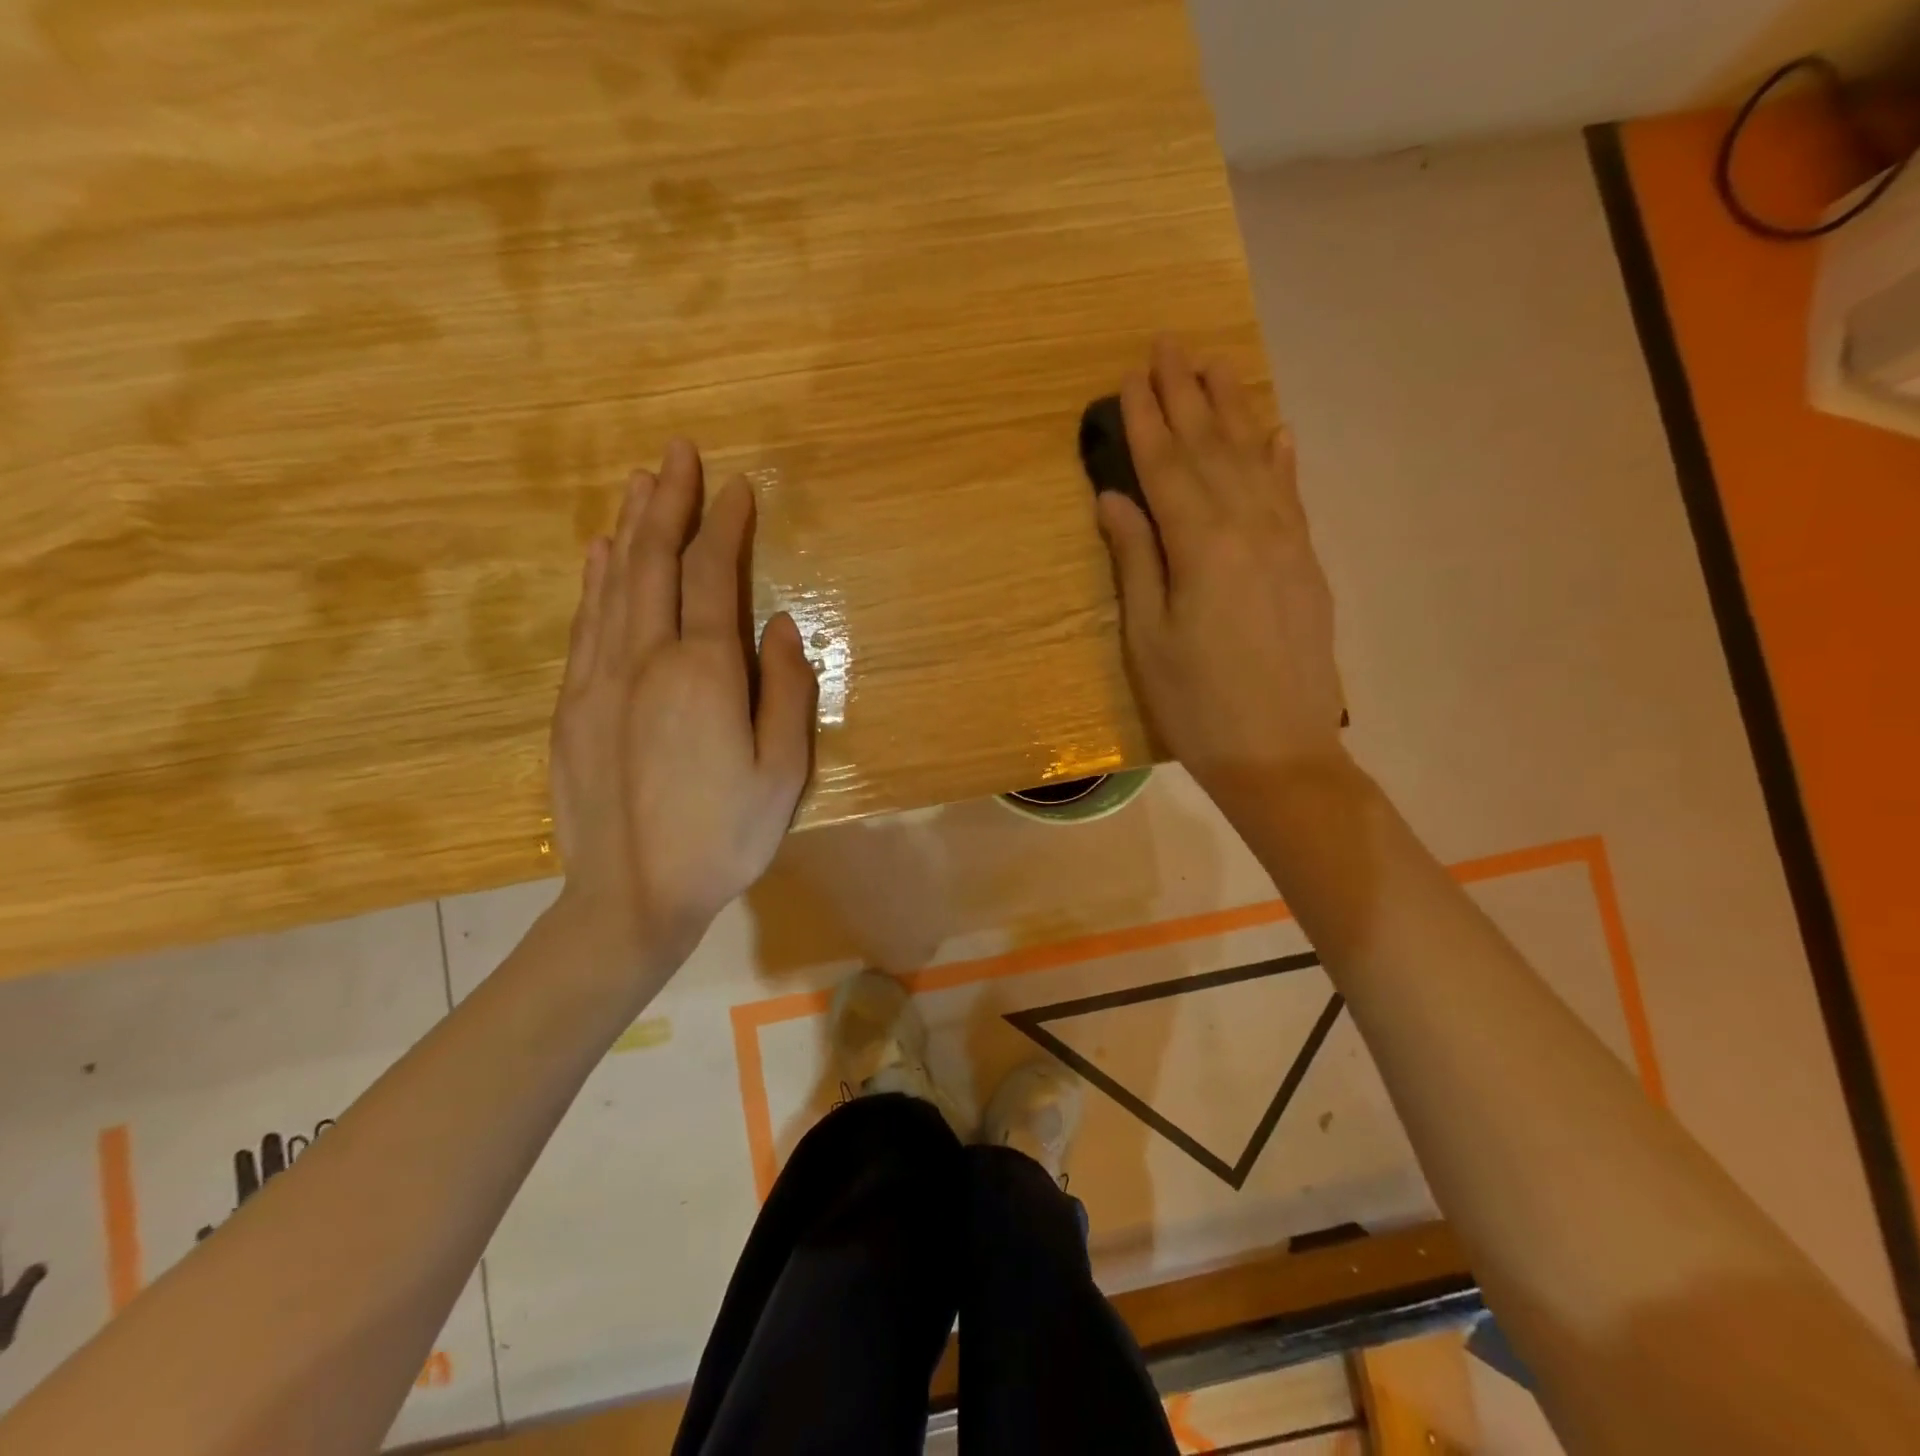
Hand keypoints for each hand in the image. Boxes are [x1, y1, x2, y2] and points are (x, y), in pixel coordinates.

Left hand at [549, 439, 817, 981]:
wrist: (631, 898)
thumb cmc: (724, 838)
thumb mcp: (783, 773)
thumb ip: (787, 692)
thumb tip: (786, 625)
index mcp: (702, 674)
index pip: (714, 577)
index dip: (725, 526)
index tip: (737, 487)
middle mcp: (644, 660)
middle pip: (655, 563)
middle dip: (669, 503)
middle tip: (677, 453)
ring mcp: (599, 680)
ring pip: (613, 585)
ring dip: (630, 528)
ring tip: (639, 484)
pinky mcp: (572, 706)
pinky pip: (584, 624)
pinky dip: (595, 580)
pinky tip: (600, 555)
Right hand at [1095, 337, 1344, 802]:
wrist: (1280, 753)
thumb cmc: (1196, 704)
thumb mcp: (1147, 638)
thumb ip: (1135, 560)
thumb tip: (1115, 497)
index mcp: (1202, 546)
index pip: (1166, 466)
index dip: (1145, 419)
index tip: (1129, 375)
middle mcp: (1249, 527)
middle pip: (1212, 448)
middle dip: (1186, 394)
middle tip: (1168, 343)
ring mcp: (1286, 542)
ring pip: (1255, 459)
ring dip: (1233, 408)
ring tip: (1216, 363)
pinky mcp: (1307, 563)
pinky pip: (1292, 494)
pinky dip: (1281, 457)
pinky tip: (1276, 430)